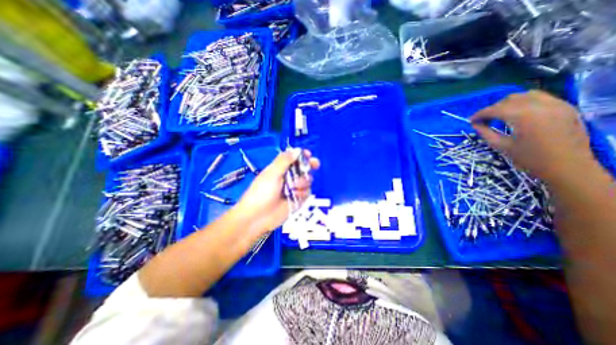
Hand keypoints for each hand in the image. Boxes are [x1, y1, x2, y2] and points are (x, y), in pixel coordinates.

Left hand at [232, 150, 322, 235]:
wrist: (258, 217)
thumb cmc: (261, 193)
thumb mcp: (272, 173)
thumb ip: (284, 161)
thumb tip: (297, 150)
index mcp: (280, 168)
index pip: (293, 158)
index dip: (301, 155)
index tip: (308, 154)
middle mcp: (288, 177)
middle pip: (304, 168)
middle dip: (309, 166)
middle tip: (315, 164)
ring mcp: (294, 189)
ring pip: (307, 180)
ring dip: (303, 182)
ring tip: (293, 187)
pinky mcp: (298, 200)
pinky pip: (307, 193)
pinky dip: (303, 193)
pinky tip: (295, 196)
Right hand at [470, 91, 593, 182]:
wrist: (568, 167)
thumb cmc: (530, 159)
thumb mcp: (502, 146)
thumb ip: (486, 133)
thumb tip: (475, 124)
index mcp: (523, 116)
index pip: (495, 109)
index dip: (480, 114)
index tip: (470, 121)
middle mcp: (540, 105)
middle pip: (509, 100)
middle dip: (493, 108)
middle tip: (484, 120)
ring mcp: (556, 104)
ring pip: (525, 95)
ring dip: (509, 103)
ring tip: (501, 115)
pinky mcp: (566, 107)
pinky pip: (541, 98)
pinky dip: (526, 102)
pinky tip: (519, 113)